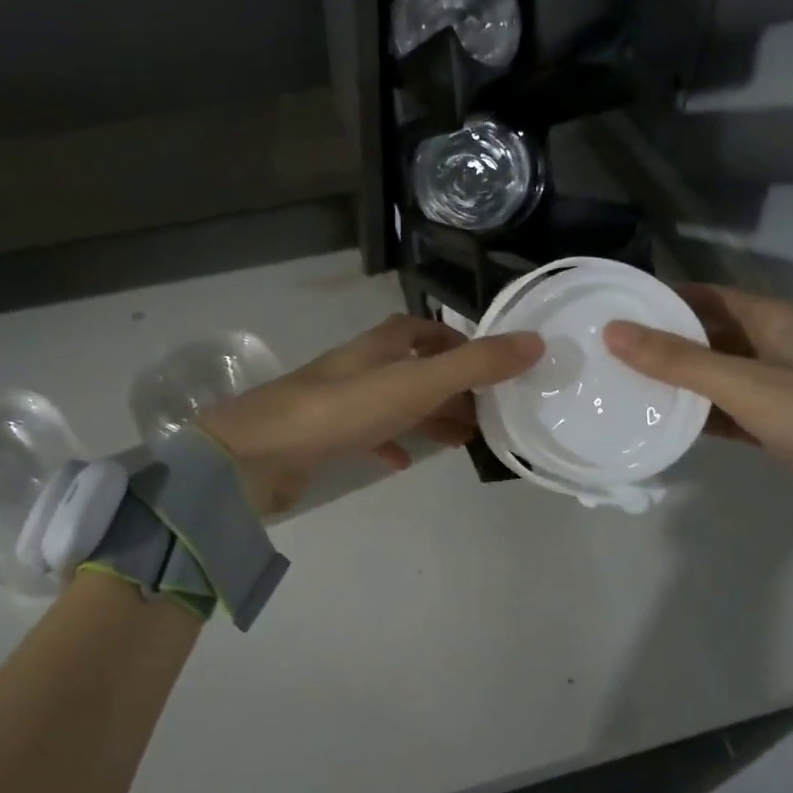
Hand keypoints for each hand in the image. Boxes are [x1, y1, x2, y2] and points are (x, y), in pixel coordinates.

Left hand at [198, 315, 544, 514]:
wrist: (256, 454)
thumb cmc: (340, 410)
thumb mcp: (415, 384)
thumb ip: (474, 365)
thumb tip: (535, 341)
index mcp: (378, 347)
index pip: (422, 330)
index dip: (455, 340)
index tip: (488, 364)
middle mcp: (357, 367)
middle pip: (412, 369)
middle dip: (449, 387)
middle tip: (486, 412)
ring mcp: (336, 402)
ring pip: (393, 403)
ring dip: (426, 416)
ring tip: (461, 439)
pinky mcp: (322, 438)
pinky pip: (366, 436)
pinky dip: (391, 444)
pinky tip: (404, 462)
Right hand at [603, 285, 792, 528]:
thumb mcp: (746, 383)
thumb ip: (677, 360)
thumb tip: (612, 331)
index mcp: (776, 319)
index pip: (708, 295)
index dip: (665, 297)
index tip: (616, 308)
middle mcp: (776, 346)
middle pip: (709, 334)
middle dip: (664, 340)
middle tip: (607, 350)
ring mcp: (780, 388)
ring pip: (716, 375)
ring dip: (677, 380)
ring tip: (622, 384)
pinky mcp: (780, 427)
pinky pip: (728, 411)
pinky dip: (698, 414)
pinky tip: (660, 422)